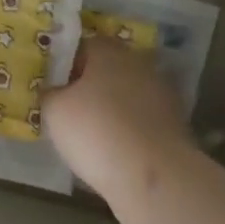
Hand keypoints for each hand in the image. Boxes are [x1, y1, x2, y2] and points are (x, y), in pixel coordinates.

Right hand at [45, 37, 196, 199]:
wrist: (154, 178)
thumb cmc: (96, 131)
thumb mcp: (54, 110)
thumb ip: (49, 92)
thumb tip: (52, 89)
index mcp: (107, 50)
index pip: (81, 45)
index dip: (64, 64)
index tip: (53, 85)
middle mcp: (137, 63)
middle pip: (107, 68)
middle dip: (89, 84)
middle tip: (69, 108)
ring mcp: (161, 93)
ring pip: (126, 94)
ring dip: (111, 107)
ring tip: (91, 132)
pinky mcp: (175, 124)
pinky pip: (141, 118)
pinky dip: (128, 128)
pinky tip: (115, 148)